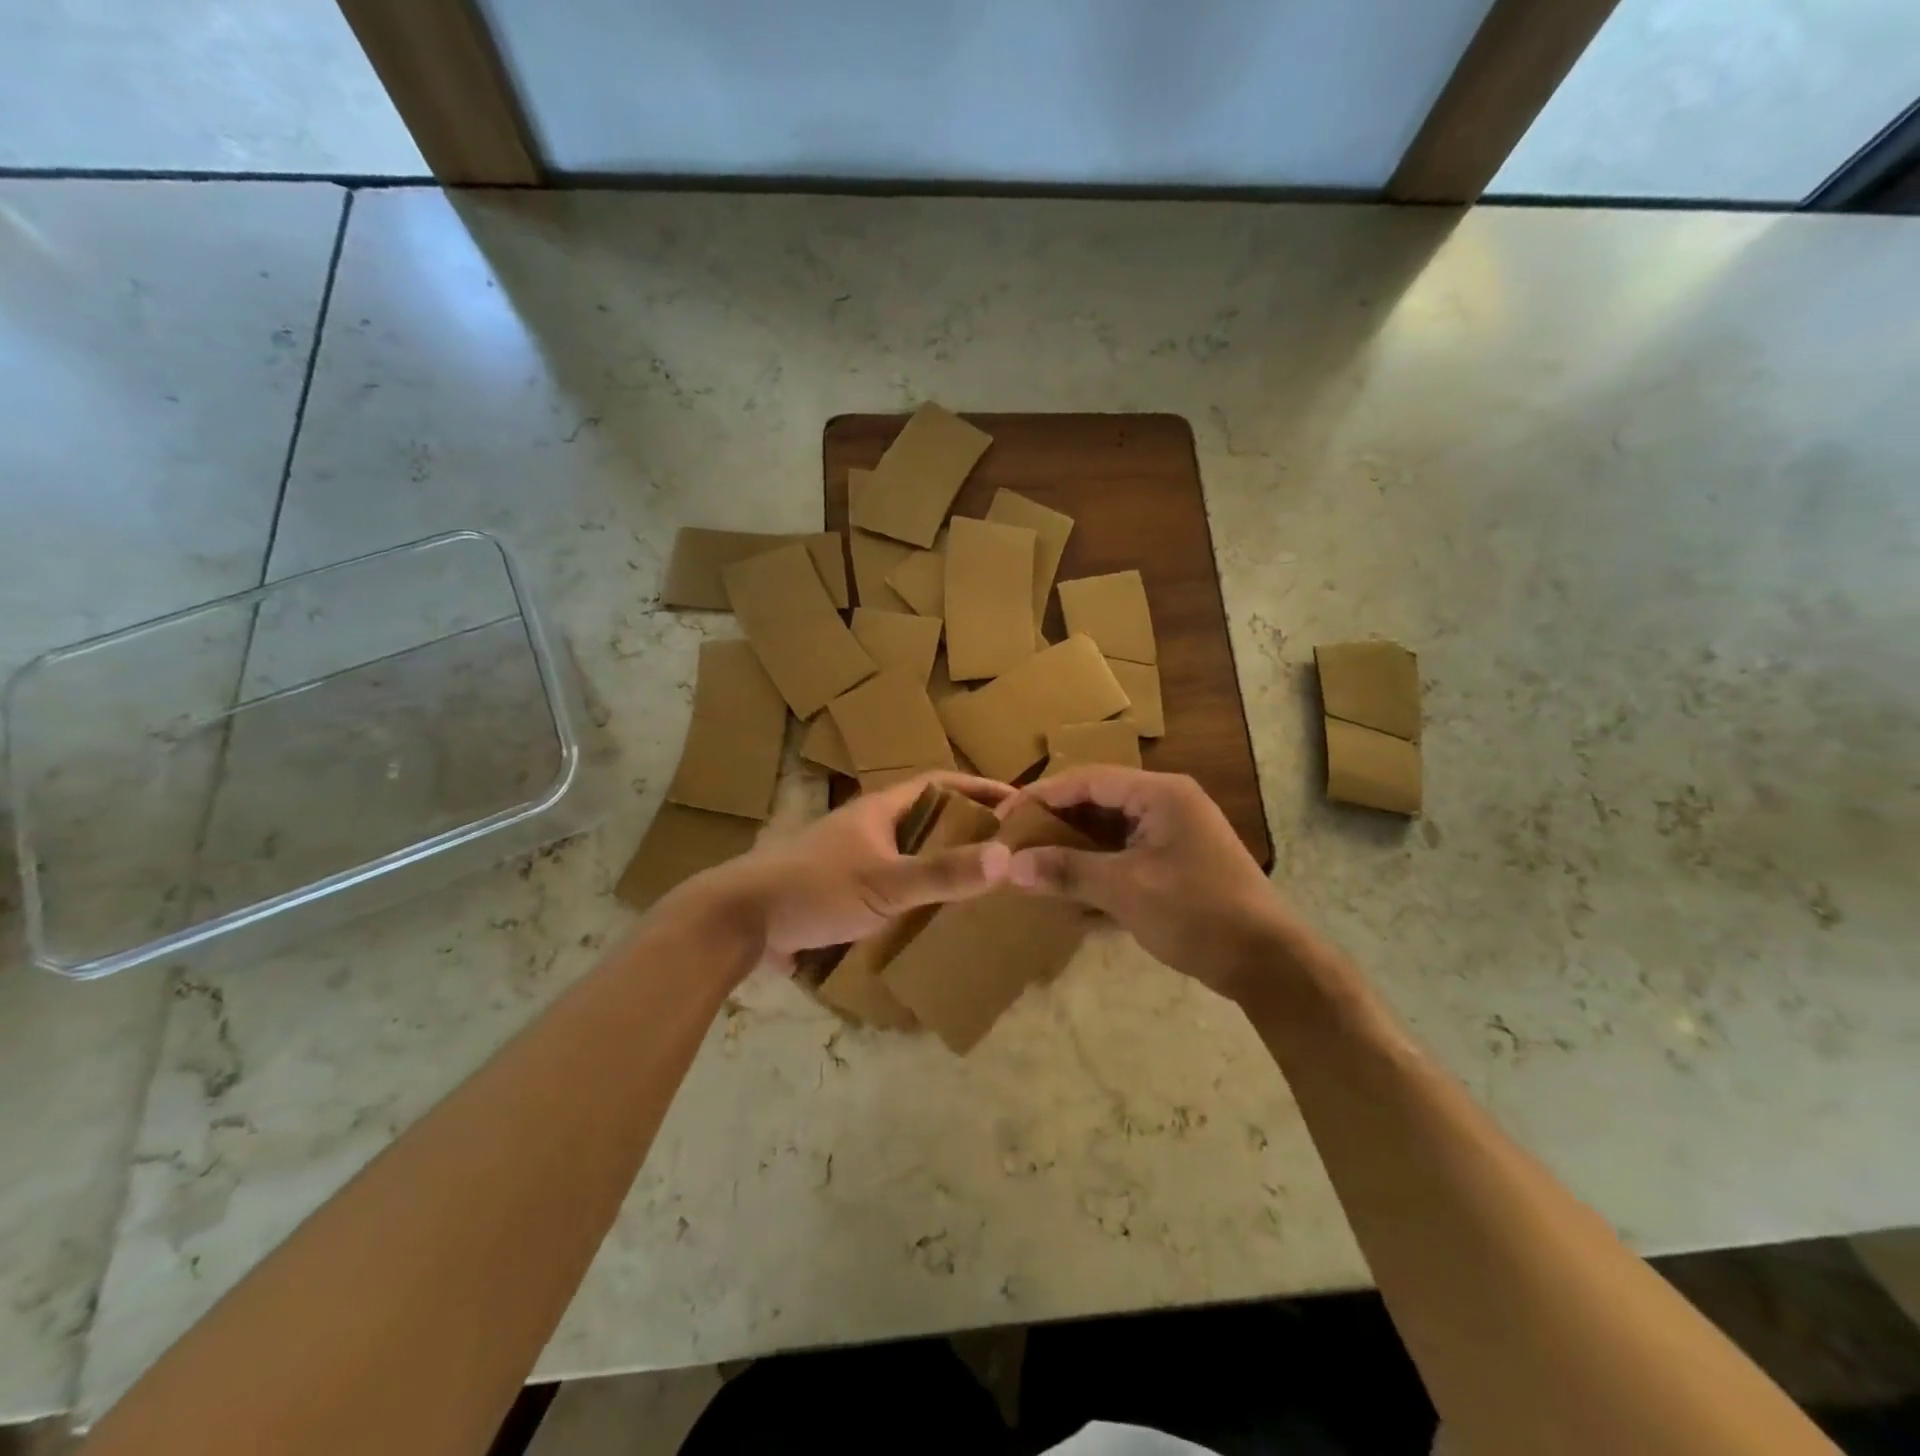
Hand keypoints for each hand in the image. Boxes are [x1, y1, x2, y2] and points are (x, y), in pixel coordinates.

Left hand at [701, 772, 1013, 966]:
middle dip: (966, 828)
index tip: (1017, 803)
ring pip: (908, 852)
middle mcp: (867, 826)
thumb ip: (942, 873)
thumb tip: (1005, 856)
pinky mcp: (839, 889)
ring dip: (941, 861)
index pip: (940, 783)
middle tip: (1006, 848)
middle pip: (926, 817)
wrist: (740, 921)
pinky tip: (932, 917)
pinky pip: (891, 882)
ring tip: (979, 883)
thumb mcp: (885, 883)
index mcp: (880, 810)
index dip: (979, 789)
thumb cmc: (814, 889)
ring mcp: (851, 857)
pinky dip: (916, 891)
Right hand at [1000, 767, 1293, 999]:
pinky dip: (1096, 865)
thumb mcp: (1126, 890)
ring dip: (1073, 846)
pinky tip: (1068, 886)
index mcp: (1160, 793)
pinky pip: (1124, 853)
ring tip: (1032, 861)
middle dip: (1055, 821)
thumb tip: (1009, 866)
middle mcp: (1167, 803)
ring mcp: (1174, 833)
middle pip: (1097, 801)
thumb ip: (1067, 871)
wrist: (1268, 963)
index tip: (1003, 817)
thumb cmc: (1197, 913)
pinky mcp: (1176, 862)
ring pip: (1109, 829)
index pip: (1087, 779)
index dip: (1042, 795)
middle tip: (1013, 840)